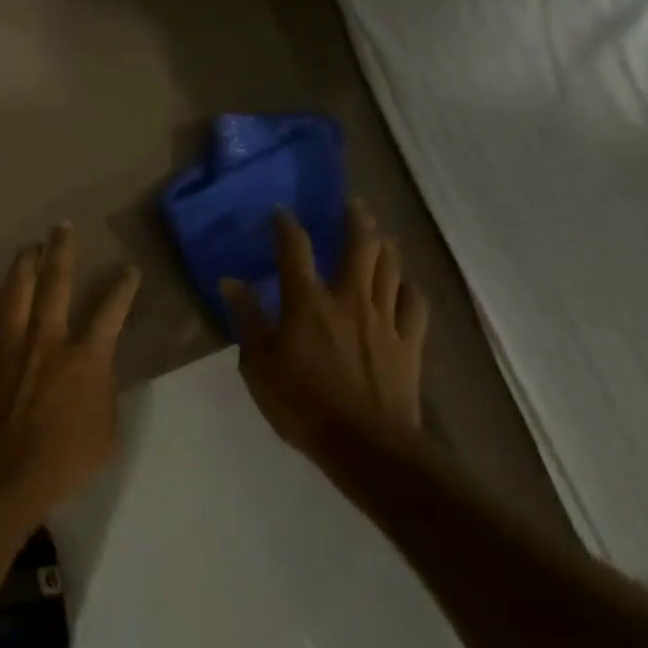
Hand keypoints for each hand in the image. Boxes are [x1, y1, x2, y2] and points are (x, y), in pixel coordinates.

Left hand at [0, 223, 140, 527]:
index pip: (112, 311)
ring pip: (16, 289)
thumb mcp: (106, 432)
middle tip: (62, 227)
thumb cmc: (64, 461)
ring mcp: (11, 343)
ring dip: (23, 264)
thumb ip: (102, 392)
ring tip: (28, 248)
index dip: (123, 287)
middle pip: (56, 282)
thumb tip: (94, 374)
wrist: (3, 474)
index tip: (129, 269)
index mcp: (87, 358)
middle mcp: (48, 339)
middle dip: (62, 250)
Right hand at [222, 202, 428, 460]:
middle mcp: (349, 300)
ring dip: (384, 245)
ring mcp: (385, 319)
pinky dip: (409, 287)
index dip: (288, 227)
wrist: (365, 443)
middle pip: (359, 247)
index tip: (282, 212)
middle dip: (355, 220)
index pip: (296, 252)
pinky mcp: (409, 342)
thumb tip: (231, 283)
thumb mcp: (257, 365)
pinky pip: (415, 303)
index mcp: (307, 304)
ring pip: (390, 268)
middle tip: (352, 204)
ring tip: (380, 233)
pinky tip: (405, 282)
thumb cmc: (301, 404)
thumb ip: (247, 320)